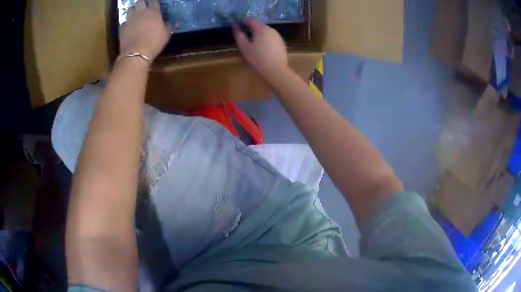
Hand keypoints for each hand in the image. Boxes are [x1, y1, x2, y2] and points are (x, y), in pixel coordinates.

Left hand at [120, 0, 170, 60]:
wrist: (136, 54)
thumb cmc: (154, 42)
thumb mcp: (166, 34)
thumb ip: (166, 25)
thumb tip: (166, 22)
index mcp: (153, 12)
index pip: (154, 1)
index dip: (154, 2)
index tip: (155, 5)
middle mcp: (141, 12)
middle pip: (140, 1)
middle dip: (142, 3)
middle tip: (144, 7)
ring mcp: (130, 20)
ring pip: (130, 9)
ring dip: (133, 10)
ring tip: (136, 15)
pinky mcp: (122, 28)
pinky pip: (124, 22)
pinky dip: (127, 23)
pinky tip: (129, 27)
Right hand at [233, 20, 288, 76]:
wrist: (276, 70)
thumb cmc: (258, 58)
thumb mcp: (244, 47)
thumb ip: (239, 35)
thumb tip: (234, 26)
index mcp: (261, 28)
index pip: (251, 20)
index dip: (243, 22)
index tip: (238, 27)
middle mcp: (271, 29)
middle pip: (259, 25)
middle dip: (251, 29)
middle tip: (245, 37)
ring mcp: (278, 35)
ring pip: (266, 31)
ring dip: (259, 34)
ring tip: (253, 43)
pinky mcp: (281, 42)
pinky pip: (271, 37)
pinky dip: (266, 39)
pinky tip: (263, 48)